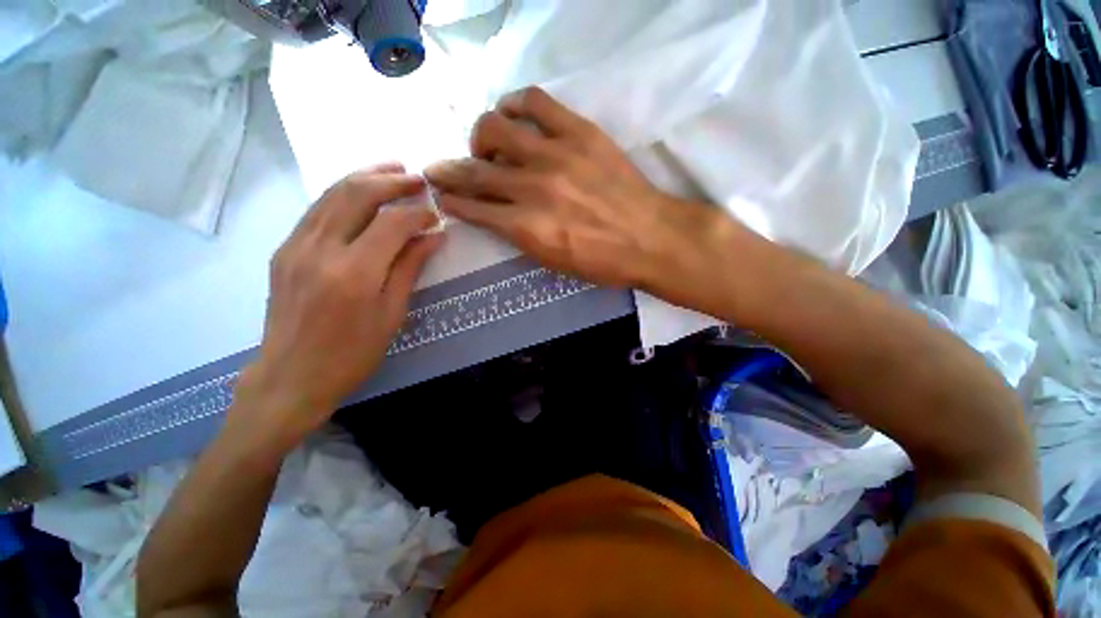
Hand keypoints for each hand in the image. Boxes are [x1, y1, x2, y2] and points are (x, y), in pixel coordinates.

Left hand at [234, 164, 442, 445]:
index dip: (418, 213)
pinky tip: (359, 193)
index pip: (392, 224)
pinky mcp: (284, 250)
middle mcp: (321, 250)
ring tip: (391, 170)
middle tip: (416, 177)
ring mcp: (296, 246)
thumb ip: (410, 268)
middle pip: (356, 195)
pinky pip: (316, 210)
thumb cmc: (353, 353)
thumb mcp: (392, 314)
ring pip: (331, 195)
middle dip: (390, 180)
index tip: (435, 215)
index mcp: (354, 273)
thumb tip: (433, 237)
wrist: (291, 375)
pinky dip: (342, 194)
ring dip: (364, 177)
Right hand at [424, 87, 722, 292]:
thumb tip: (498, 215)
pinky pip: (534, 101)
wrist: (651, 238)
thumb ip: (521, 237)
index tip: (443, 195)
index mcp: (526, 228)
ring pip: (494, 128)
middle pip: (475, 170)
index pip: (474, 208)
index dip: (452, 201)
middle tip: (445, 169)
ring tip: (489, 147)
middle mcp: (532, 189)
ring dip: (481, 138)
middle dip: (449, 170)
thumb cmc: (603, 262)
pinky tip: (514, 114)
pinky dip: (515, 104)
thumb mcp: (554, 262)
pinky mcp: (578, 132)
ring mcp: (555, 155)